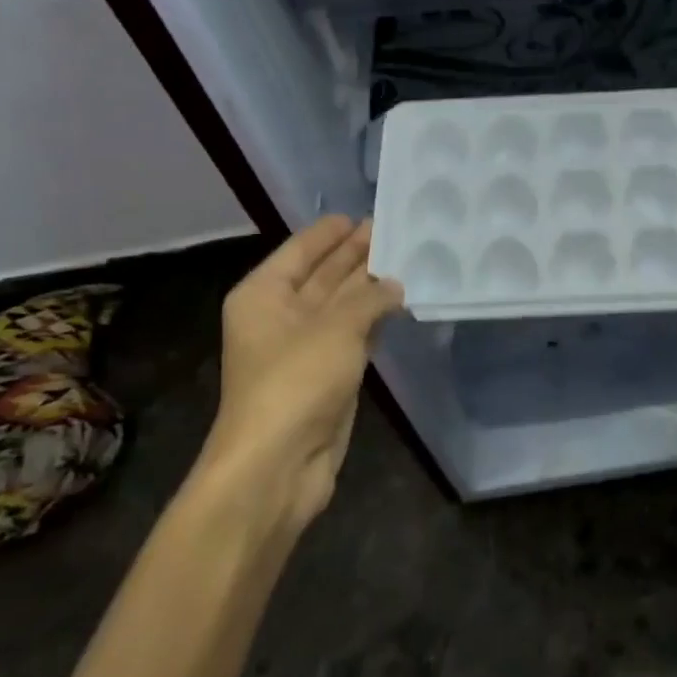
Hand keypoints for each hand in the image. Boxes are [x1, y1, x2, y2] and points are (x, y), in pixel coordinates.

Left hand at [195, 215, 403, 540]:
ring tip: (411, 258)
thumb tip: (396, 284)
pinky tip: (403, 301)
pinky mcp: (329, 372)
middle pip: (325, 274)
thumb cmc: (295, 382)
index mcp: (265, 294)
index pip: (302, 249)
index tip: (367, 212)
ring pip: (344, 304)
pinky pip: (356, 333)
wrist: (278, 464)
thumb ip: (370, 298)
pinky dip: (377, 318)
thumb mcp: (336, 327)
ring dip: (372, 286)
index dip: (333, 231)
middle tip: (398, 230)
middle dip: (358, 254)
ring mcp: (306, 345)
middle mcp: (282, 314)